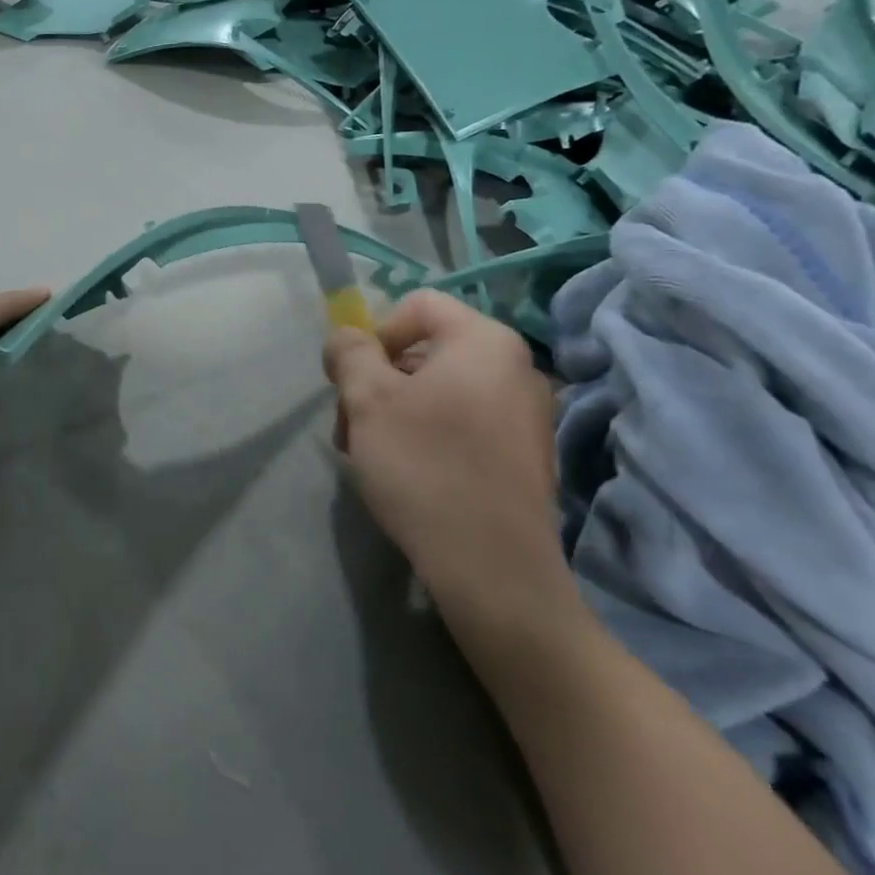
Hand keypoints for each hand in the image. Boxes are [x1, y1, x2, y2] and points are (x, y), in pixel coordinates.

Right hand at [323, 292, 576, 638]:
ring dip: (397, 411)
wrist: (494, 569)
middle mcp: (517, 367)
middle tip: (350, 426)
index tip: (353, 380)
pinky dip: (429, 435)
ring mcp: (527, 414)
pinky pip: (466, 422)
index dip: (375, 332)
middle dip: (379, 381)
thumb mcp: (368, 400)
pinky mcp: (526, 455)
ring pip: (442, 389)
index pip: (418, 305)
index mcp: (485, 341)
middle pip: (428, 349)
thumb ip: (350, 352)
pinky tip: (409, 475)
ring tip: (371, 456)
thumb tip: (347, 336)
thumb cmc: (425, 467)